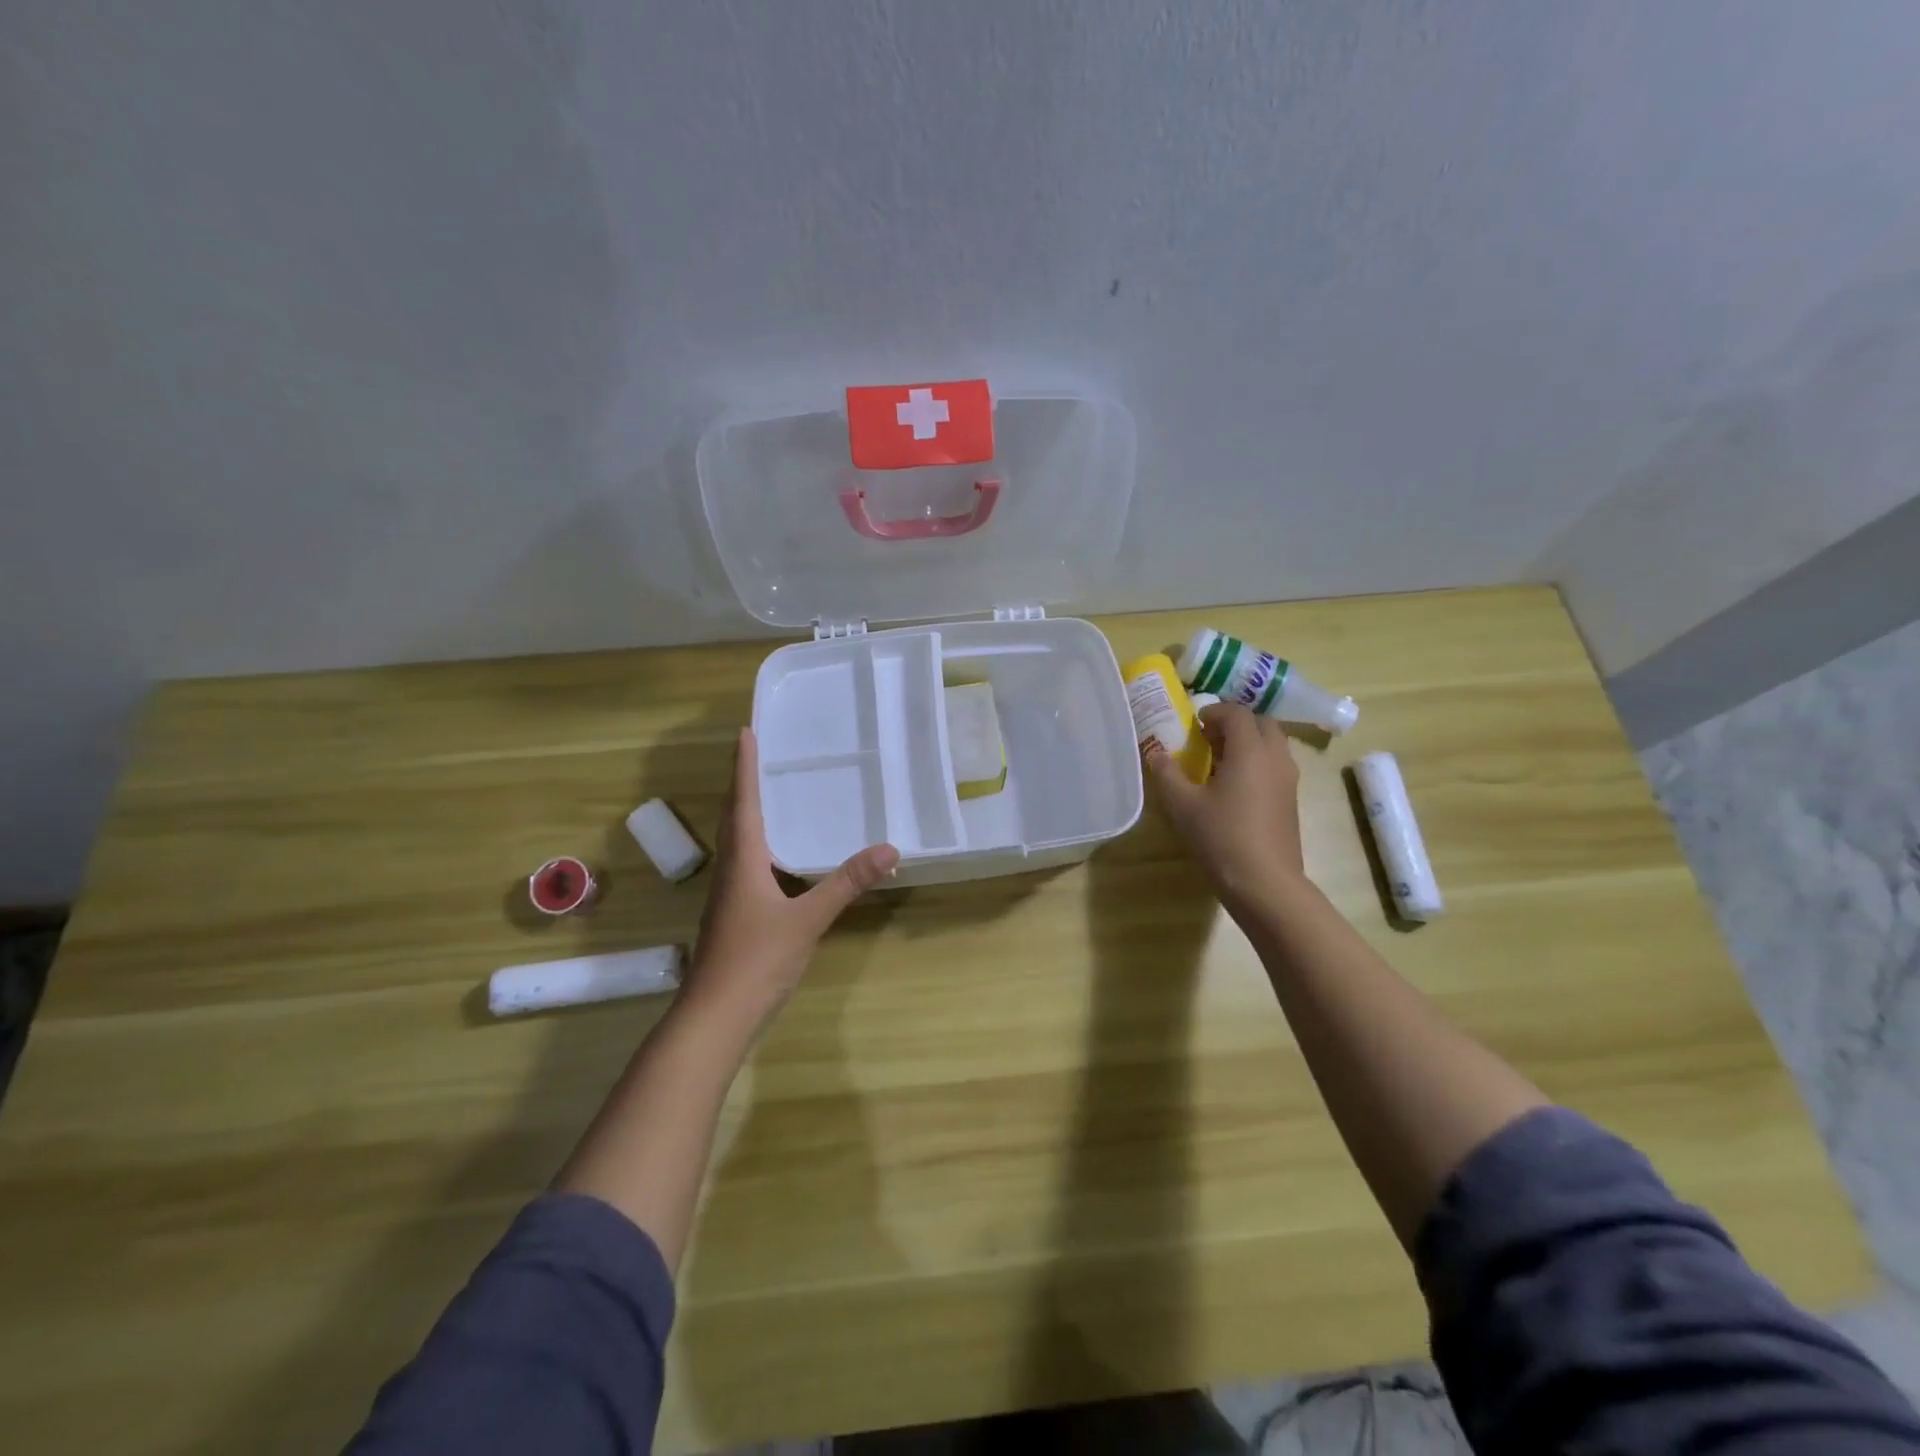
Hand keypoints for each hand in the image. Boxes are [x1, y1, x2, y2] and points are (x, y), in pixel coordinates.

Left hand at [682, 728, 899, 1034]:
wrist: (714, 1018)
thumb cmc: (756, 959)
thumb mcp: (808, 919)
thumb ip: (847, 883)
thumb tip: (889, 849)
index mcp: (743, 861)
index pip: (743, 801)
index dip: (745, 767)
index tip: (745, 732)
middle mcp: (731, 871)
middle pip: (735, 818)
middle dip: (745, 785)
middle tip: (761, 756)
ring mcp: (728, 897)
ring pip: (738, 844)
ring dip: (750, 815)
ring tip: (773, 797)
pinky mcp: (734, 917)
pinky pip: (747, 866)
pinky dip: (760, 847)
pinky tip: (780, 860)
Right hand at [1147, 703, 1305, 910]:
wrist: (1264, 882)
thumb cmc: (1221, 837)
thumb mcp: (1183, 805)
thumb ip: (1167, 773)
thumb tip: (1155, 753)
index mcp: (1250, 750)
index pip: (1237, 713)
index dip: (1215, 711)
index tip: (1195, 724)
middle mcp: (1275, 758)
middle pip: (1262, 723)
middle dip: (1236, 723)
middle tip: (1209, 738)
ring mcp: (1288, 779)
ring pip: (1273, 744)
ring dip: (1248, 742)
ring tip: (1219, 762)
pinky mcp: (1291, 800)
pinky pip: (1276, 765)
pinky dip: (1257, 762)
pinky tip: (1234, 787)